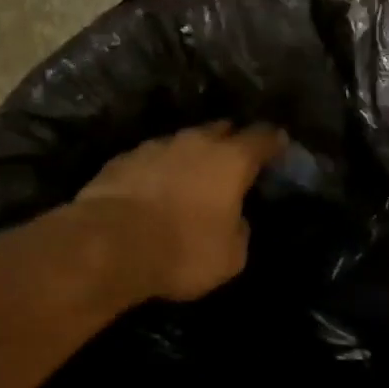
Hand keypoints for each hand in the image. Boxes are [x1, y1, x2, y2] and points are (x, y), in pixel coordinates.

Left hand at [76, 122, 285, 301]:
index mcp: (230, 161)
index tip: (279, 145)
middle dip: (231, 141)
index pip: (262, 137)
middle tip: (235, 160)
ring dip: (189, 157)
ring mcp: (153, 147)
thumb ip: (240, 231)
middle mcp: (193, 142)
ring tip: (190, 178)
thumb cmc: (182, 252)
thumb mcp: (231, 257)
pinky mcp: (120, 160)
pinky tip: (153, 190)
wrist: (109, 245)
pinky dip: (157, 171)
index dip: (273, 141)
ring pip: (181, 143)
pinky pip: (149, 160)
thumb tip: (235, 220)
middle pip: (220, 130)